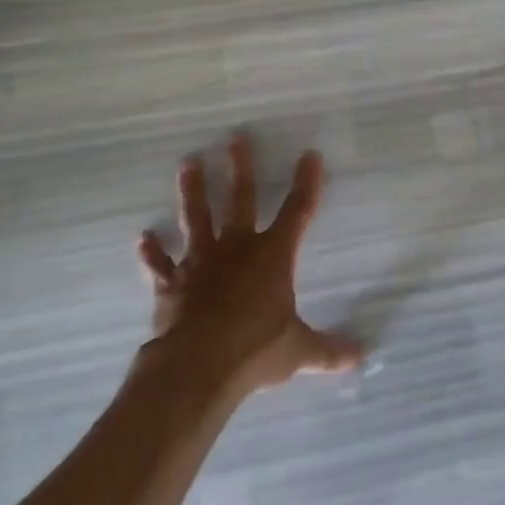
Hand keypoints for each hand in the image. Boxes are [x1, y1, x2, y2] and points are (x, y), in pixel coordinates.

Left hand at [137, 135, 362, 397]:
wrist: (198, 367)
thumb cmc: (257, 349)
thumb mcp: (299, 351)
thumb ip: (328, 350)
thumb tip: (360, 356)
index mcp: (273, 256)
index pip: (297, 211)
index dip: (306, 182)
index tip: (310, 154)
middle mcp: (237, 249)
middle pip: (240, 199)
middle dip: (240, 168)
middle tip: (234, 138)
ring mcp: (201, 263)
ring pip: (197, 218)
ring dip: (193, 192)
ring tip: (188, 163)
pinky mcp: (172, 285)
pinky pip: (160, 265)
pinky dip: (152, 253)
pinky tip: (144, 238)